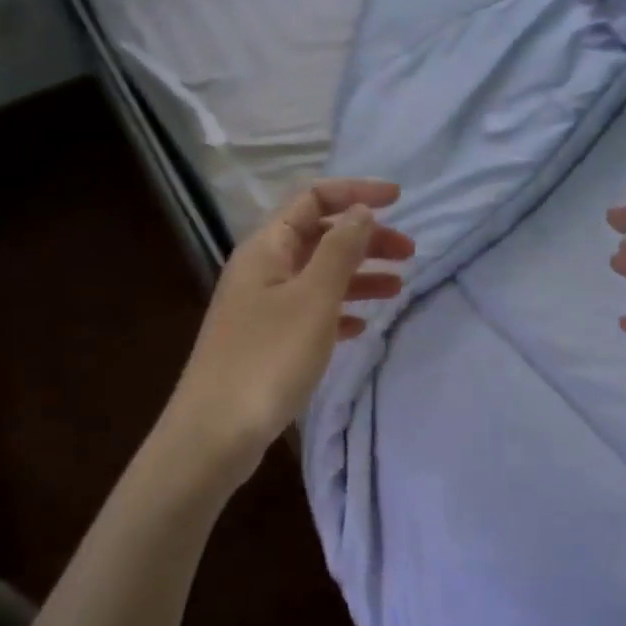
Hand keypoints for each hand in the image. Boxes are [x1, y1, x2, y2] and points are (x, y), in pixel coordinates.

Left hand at [164, 179, 414, 490]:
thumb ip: (340, 250)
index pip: (313, 198)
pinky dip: (340, 310)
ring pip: (319, 275)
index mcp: (267, 247)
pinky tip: (362, 326)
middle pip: (319, 236)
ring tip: (399, 287)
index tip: (400, 200)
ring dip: (358, 274)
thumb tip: (361, 211)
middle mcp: (262, 268)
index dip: (356, 192)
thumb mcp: (313, 298)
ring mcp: (263, 306)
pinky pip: (311, 311)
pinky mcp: (268, 340)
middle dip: (365, 238)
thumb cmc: (268, 358)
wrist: (215, 433)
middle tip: (410, 253)